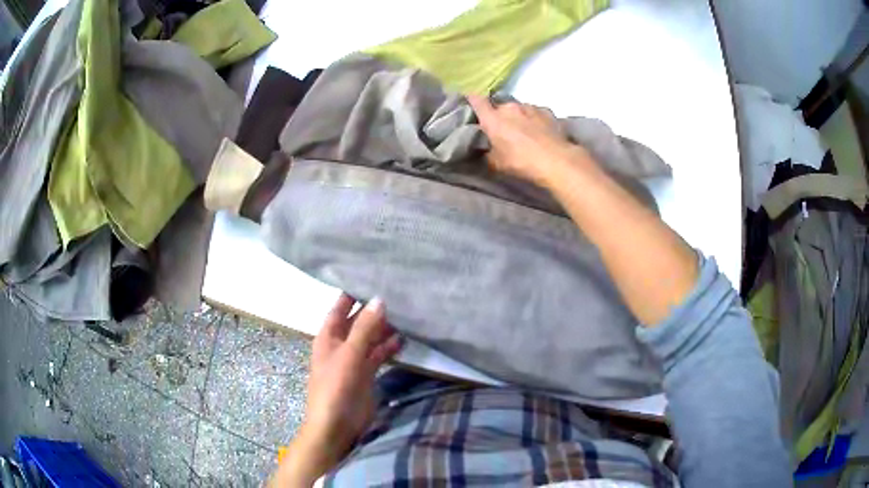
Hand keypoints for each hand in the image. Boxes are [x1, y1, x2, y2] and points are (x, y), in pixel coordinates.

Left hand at [271, 294, 400, 486]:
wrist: (336, 425)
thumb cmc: (335, 386)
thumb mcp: (349, 354)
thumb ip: (365, 328)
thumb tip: (379, 299)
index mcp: (328, 336)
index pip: (340, 307)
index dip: (353, 293)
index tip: (373, 276)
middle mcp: (340, 344)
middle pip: (358, 322)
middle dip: (374, 310)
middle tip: (398, 293)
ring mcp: (354, 360)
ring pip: (370, 338)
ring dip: (384, 329)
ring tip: (406, 313)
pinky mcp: (366, 374)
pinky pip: (378, 355)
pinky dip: (389, 348)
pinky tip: (404, 340)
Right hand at [468, 95, 587, 186]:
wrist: (556, 160)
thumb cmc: (521, 162)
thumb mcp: (496, 164)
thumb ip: (487, 152)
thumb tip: (484, 149)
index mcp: (493, 118)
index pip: (476, 100)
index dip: (471, 99)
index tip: (469, 102)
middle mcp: (509, 107)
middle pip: (499, 107)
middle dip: (499, 116)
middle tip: (502, 130)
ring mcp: (530, 107)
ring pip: (518, 109)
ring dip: (518, 117)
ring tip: (524, 132)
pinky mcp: (547, 111)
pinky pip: (535, 113)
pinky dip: (534, 119)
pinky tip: (540, 131)